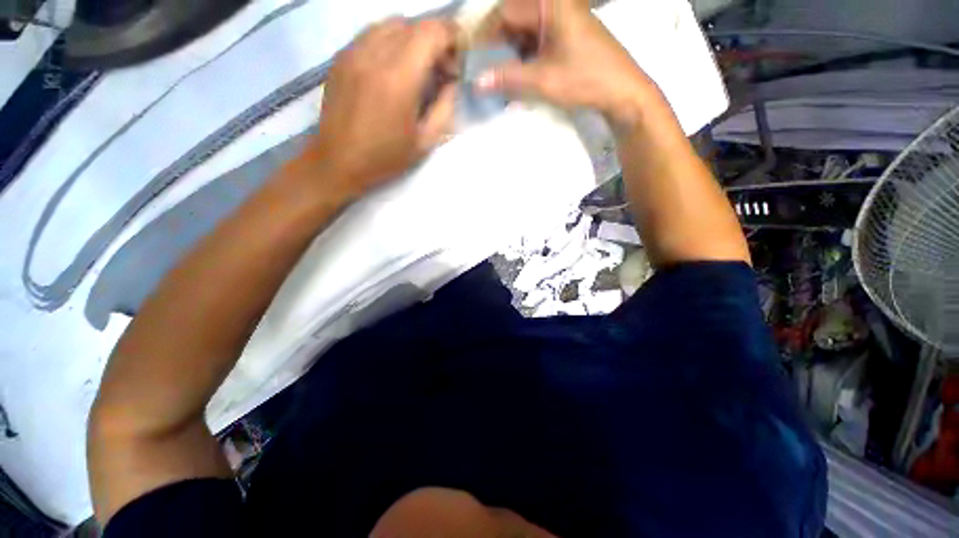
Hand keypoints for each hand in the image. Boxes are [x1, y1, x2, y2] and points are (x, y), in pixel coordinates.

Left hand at [307, 19, 457, 194]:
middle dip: (434, 41)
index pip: (432, 32)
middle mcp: (374, 54)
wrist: (338, 161)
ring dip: (412, 39)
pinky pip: (371, 34)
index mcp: (399, 79)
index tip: (456, 62)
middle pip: (413, 24)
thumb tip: (451, 81)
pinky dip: (391, 42)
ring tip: (416, 68)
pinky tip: (393, 68)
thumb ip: (445, 107)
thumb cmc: (385, 158)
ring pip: (391, 24)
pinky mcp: (341, 57)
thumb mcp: (425, 141)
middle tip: (439, 71)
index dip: (451, 38)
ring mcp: (353, 52)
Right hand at [476, 0, 655, 127]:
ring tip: (496, 79)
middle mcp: (554, 5)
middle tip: (482, 72)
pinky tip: (516, 77)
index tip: (470, 59)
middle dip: (495, 47)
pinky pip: (535, 41)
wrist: (622, 90)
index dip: (484, 36)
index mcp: (549, 4)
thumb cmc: (585, 79)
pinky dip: (523, 59)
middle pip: (513, 20)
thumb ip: (509, 78)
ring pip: (523, 32)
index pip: (505, 12)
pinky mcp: (564, 34)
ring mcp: (560, 19)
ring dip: (509, 55)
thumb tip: (477, 81)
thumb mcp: (543, 80)